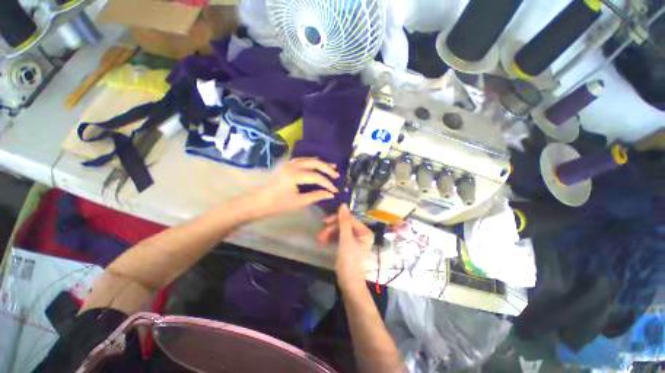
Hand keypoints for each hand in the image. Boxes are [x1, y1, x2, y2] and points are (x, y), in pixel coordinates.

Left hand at [251, 157, 338, 218]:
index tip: (335, 191)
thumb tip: (330, 194)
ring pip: (309, 159)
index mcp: (295, 175)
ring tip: (332, 166)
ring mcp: (289, 164)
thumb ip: (316, 196)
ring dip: (321, 163)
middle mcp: (292, 166)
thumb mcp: (299, 202)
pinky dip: (312, 162)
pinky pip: (302, 160)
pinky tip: (317, 164)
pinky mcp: (287, 166)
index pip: (317, 176)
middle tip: (336, 175)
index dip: (328, 183)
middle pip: (314, 163)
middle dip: (327, 169)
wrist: (259, 202)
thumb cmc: (278, 205)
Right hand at [318, 204, 373, 289]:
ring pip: (340, 231)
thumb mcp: (345, 239)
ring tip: (320, 240)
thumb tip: (343, 204)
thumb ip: (344, 221)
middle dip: (331, 229)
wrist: (348, 282)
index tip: (324, 222)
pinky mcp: (348, 245)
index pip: (350, 219)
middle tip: (320, 235)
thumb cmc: (349, 259)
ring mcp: (355, 240)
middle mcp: (361, 234)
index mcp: (365, 231)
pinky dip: (332, 238)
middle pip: (344, 225)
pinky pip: (339, 237)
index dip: (337, 219)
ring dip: (329, 234)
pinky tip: (324, 241)